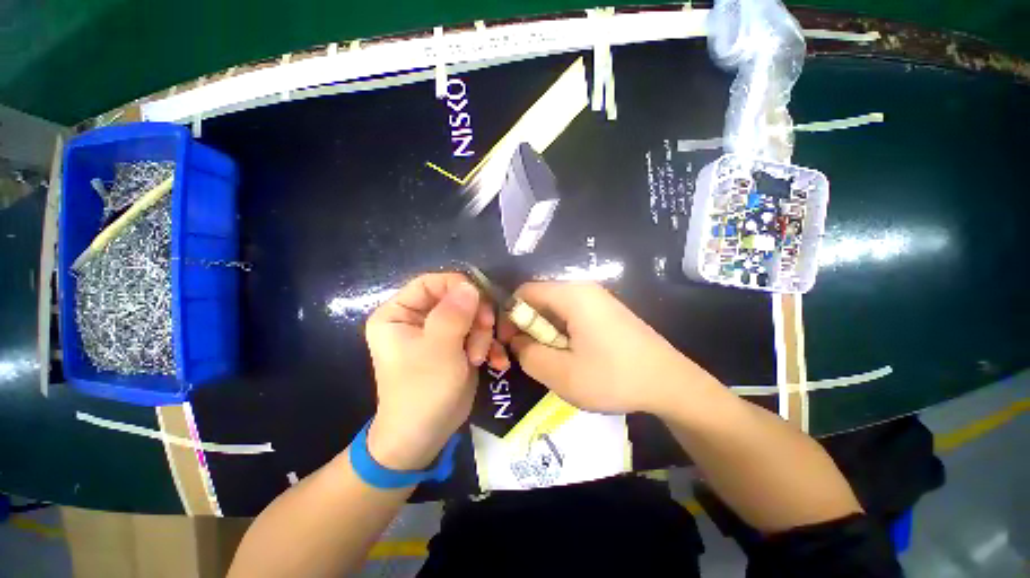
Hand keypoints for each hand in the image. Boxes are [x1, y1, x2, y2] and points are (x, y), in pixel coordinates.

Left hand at [364, 273, 508, 469]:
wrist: (425, 437)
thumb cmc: (422, 392)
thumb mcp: (438, 350)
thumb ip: (453, 315)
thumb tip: (470, 286)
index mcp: (399, 313)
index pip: (431, 282)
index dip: (458, 286)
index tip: (481, 300)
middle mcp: (418, 318)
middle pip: (456, 298)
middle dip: (475, 317)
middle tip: (485, 333)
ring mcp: (439, 333)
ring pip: (472, 315)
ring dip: (484, 335)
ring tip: (482, 357)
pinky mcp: (456, 346)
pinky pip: (477, 333)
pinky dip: (489, 346)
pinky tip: (497, 362)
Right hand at [499, 282, 721, 416]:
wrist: (670, 384)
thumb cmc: (613, 377)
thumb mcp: (561, 373)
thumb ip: (528, 354)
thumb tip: (518, 341)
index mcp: (571, 294)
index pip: (524, 291)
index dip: (510, 315)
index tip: (510, 343)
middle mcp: (583, 289)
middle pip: (540, 300)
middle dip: (529, 327)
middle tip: (532, 356)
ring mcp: (597, 300)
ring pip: (555, 310)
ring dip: (546, 334)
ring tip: (555, 360)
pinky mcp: (606, 313)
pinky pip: (572, 316)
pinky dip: (563, 334)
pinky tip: (573, 357)